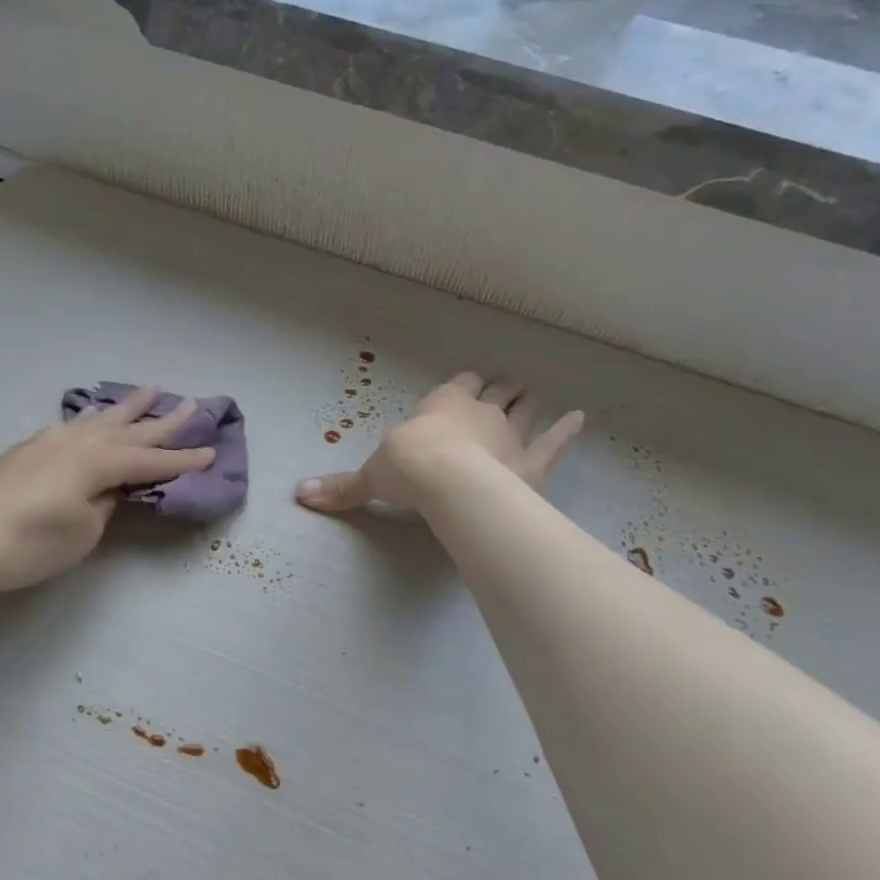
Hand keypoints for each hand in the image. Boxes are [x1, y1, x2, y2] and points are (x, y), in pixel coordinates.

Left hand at [0, 387, 215, 599]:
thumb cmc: (28, 543)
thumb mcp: (83, 532)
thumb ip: (105, 504)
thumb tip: (111, 489)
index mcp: (97, 462)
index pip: (151, 460)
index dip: (183, 459)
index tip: (212, 452)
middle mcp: (77, 442)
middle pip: (130, 429)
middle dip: (163, 420)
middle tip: (192, 403)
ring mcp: (49, 441)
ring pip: (99, 419)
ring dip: (127, 408)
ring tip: (150, 391)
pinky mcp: (28, 450)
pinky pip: (75, 425)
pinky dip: (94, 419)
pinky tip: (93, 417)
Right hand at [295, 372, 581, 513]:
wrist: (445, 481)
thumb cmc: (406, 468)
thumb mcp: (369, 478)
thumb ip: (341, 488)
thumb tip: (299, 495)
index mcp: (442, 403)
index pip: (458, 385)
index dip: (464, 385)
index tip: (468, 384)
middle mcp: (480, 411)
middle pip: (496, 392)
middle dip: (500, 389)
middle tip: (506, 387)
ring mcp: (510, 434)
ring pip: (524, 409)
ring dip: (528, 403)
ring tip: (534, 396)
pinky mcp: (532, 463)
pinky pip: (554, 443)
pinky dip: (567, 431)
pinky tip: (580, 419)